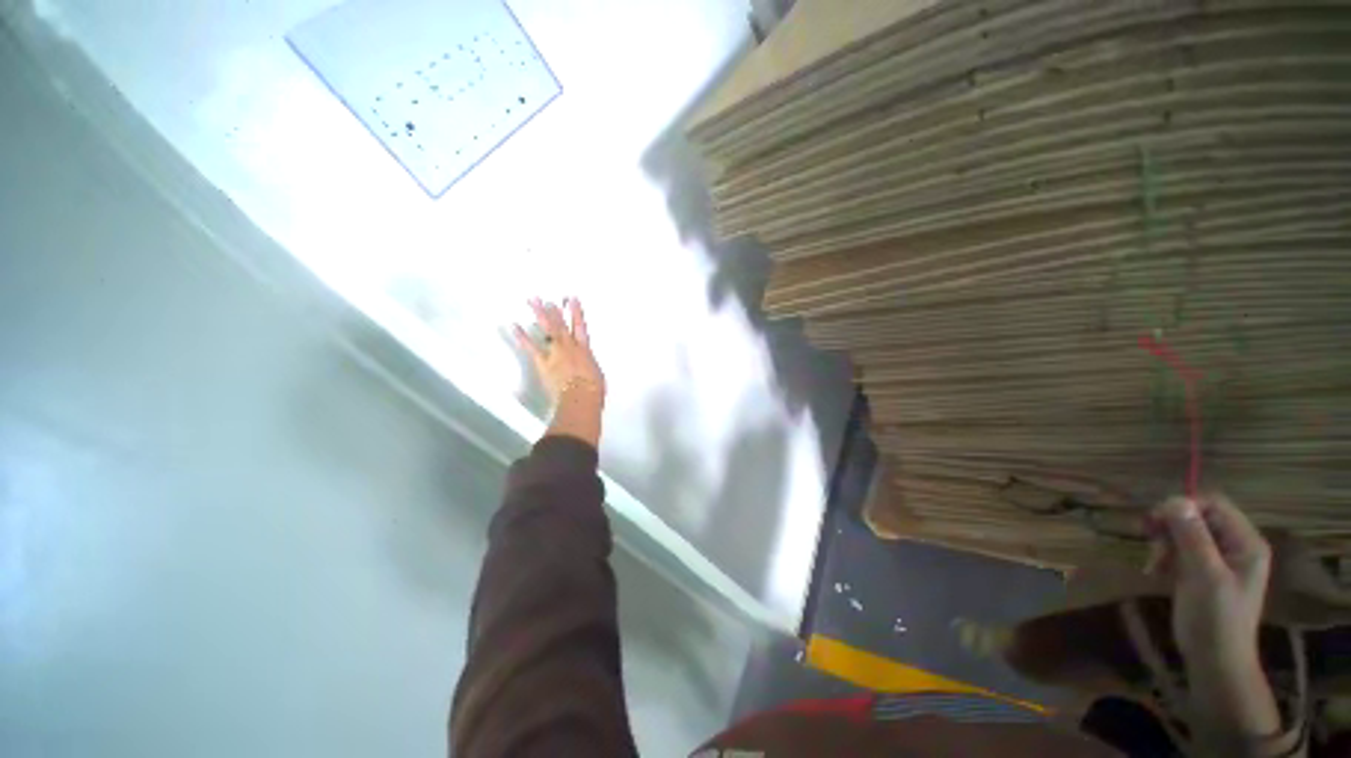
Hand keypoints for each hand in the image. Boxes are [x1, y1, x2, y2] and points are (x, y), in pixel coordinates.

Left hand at [514, 298, 605, 446]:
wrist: (581, 396)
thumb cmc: (593, 389)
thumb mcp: (596, 375)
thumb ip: (588, 367)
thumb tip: (585, 369)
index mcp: (585, 350)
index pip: (580, 327)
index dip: (576, 313)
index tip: (572, 300)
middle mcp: (570, 347)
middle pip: (561, 325)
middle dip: (554, 311)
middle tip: (546, 298)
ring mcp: (556, 352)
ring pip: (547, 330)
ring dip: (540, 315)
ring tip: (533, 302)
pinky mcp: (544, 362)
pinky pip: (531, 347)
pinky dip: (523, 337)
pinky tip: (515, 326)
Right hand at [1148, 495, 1287, 750]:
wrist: (1215, 661)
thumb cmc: (1215, 618)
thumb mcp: (1204, 576)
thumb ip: (1192, 537)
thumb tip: (1174, 500)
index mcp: (1246, 543)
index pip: (1214, 505)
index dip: (1184, 507)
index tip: (1154, 521)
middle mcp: (1235, 546)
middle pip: (1199, 517)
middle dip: (1171, 527)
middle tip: (1151, 542)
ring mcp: (1219, 560)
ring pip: (1186, 533)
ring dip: (1165, 543)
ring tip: (1154, 564)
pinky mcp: (1203, 572)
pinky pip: (1181, 550)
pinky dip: (1165, 556)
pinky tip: (1156, 571)